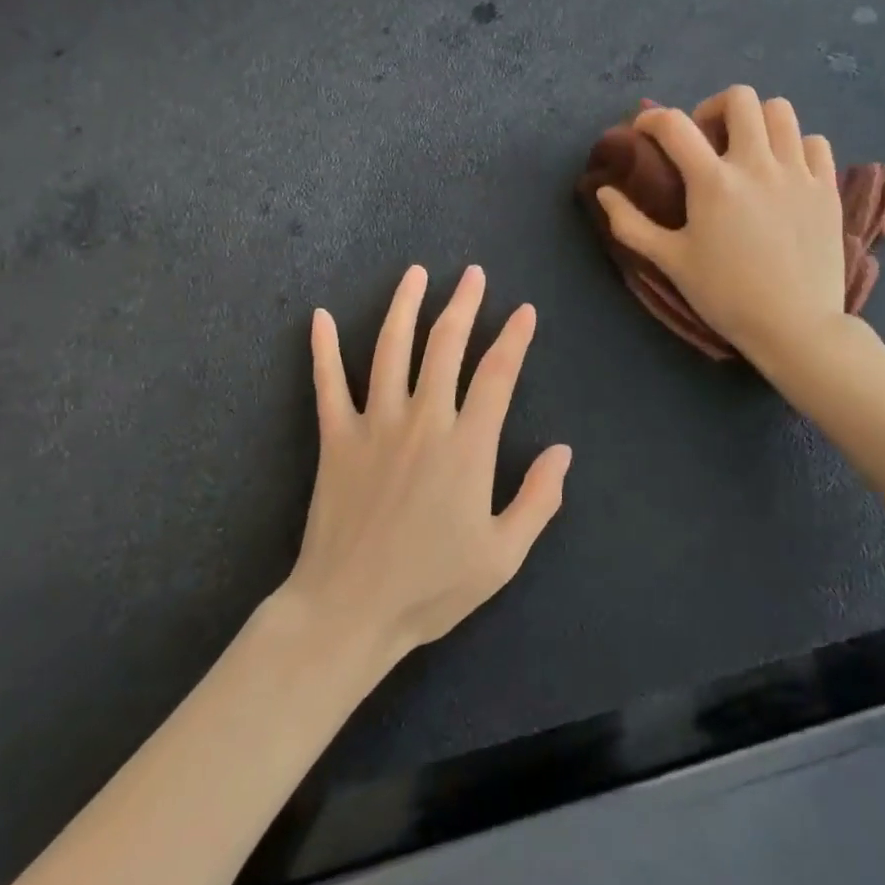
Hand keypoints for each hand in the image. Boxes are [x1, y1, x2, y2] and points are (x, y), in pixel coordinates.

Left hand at [283, 265, 571, 665]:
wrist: (349, 611)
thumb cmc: (431, 586)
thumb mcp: (502, 556)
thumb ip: (538, 499)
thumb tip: (563, 451)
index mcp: (467, 446)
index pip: (497, 375)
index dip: (514, 338)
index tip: (524, 310)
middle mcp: (423, 420)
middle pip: (445, 346)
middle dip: (463, 304)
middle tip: (472, 273)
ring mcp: (375, 424)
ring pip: (391, 349)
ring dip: (404, 306)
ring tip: (415, 273)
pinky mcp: (336, 438)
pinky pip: (328, 384)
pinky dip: (323, 348)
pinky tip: (320, 316)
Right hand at [594, 86, 848, 369]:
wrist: (795, 326)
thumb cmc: (726, 295)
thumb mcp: (670, 261)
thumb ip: (631, 224)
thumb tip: (603, 192)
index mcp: (713, 182)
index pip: (675, 125)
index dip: (652, 119)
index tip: (644, 131)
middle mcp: (757, 164)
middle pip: (739, 99)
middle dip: (713, 107)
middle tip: (705, 136)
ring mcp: (798, 173)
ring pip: (781, 111)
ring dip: (756, 120)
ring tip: (746, 147)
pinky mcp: (826, 188)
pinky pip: (815, 142)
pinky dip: (795, 145)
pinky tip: (783, 170)